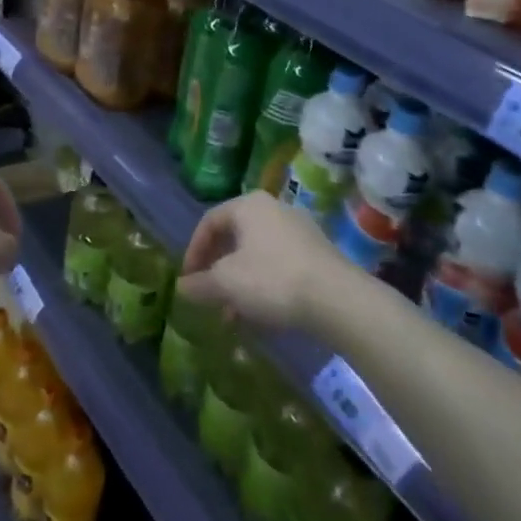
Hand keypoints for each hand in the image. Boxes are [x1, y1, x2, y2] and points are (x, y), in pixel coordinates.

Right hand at [177, 191, 351, 331]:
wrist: (338, 299)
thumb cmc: (272, 279)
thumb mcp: (226, 283)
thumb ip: (200, 284)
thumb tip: (182, 287)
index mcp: (249, 205)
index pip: (209, 221)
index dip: (193, 251)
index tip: (188, 279)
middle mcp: (274, 209)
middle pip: (234, 237)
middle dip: (218, 270)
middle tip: (208, 294)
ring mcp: (299, 230)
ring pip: (257, 254)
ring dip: (239, 282)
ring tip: (232, 314)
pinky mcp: (317, 254)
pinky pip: (279, 265)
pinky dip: (263, 285)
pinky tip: (260, 314)